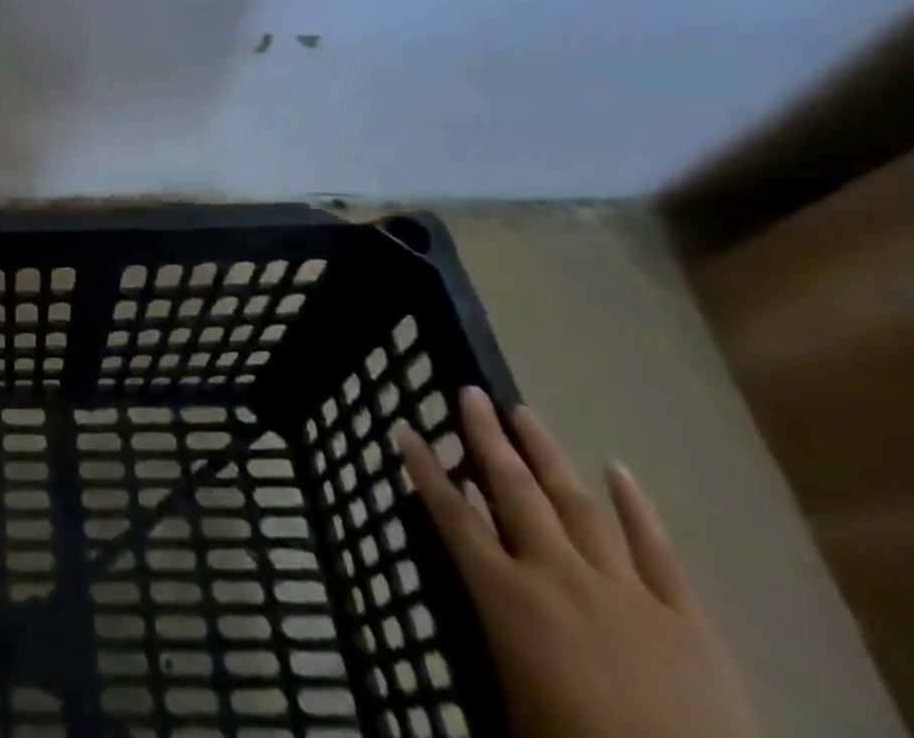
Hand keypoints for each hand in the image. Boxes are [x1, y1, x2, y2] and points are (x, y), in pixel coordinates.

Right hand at [397, 388, 758, 737]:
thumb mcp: (511, 697)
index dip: (426, 471)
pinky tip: (618, 469)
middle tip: (471, 393)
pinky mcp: (685, 618)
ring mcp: (624, 590)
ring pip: (577, 503)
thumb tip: (479, 587)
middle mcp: (557, 575)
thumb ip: (495, 633)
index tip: (406, 429)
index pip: (453, 517)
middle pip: (514, 490)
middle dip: (488, 438)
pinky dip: (636, 507)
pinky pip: (657, 551)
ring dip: (547, 454)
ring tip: (524, 413)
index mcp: (508, 598)